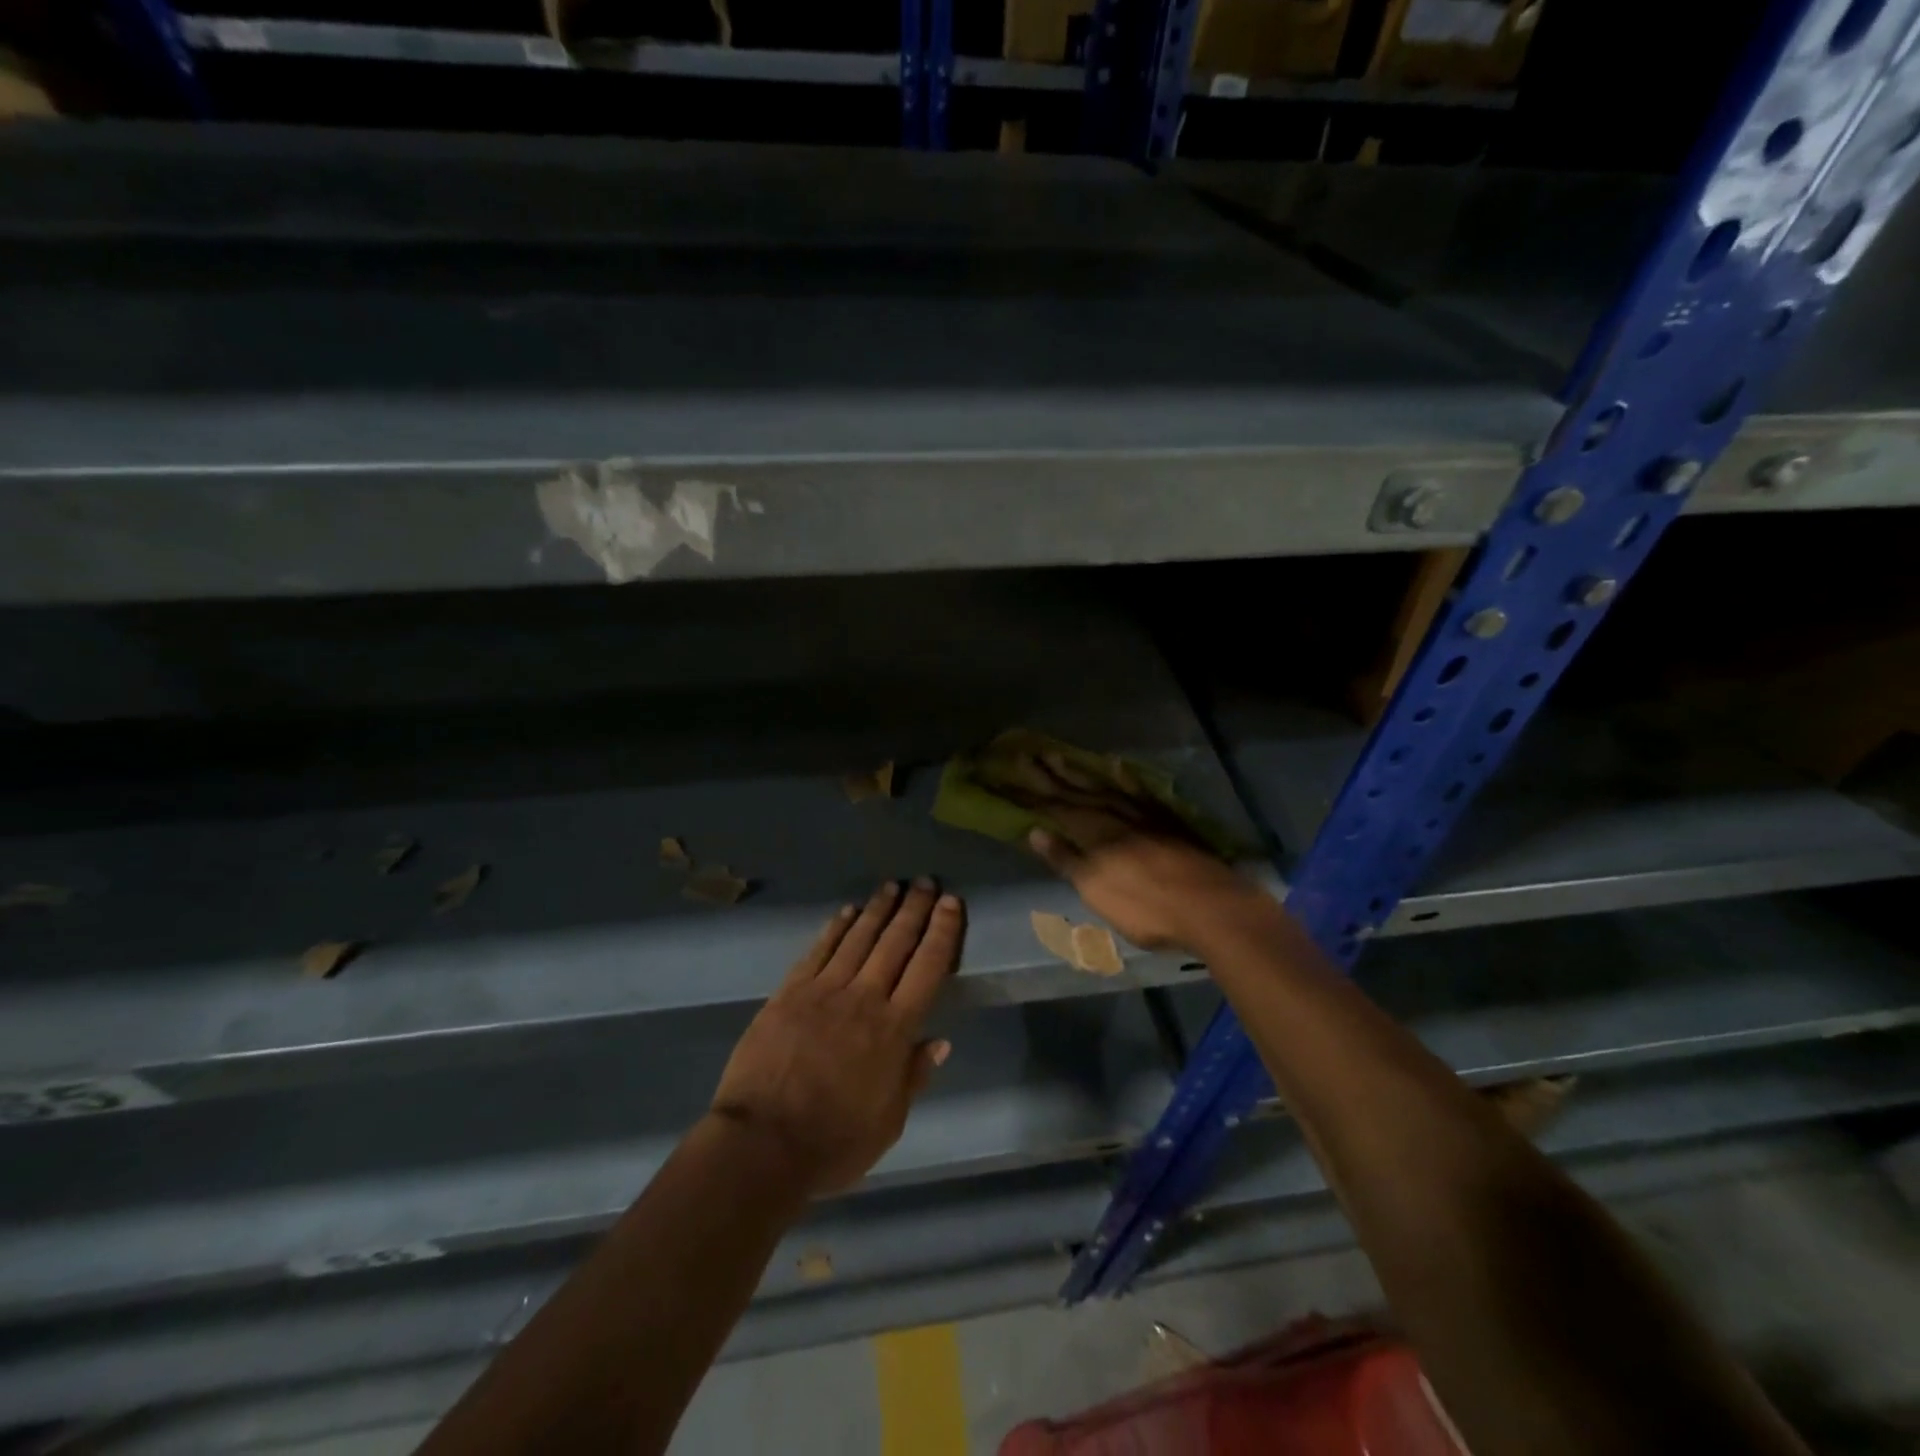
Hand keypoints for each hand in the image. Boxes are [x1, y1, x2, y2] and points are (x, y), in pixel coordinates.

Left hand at [709, 880, 963, 1196]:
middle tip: (926, 881)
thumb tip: (939, 1041)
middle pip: (895, 943)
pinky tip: (847, 911)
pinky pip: (819, 950)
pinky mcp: (790, 992)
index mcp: (894, 1029)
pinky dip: (836, 927)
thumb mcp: (888, 1123)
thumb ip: (913, 1076)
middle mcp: (864, 998)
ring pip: (858, 938)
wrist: (760, 1144)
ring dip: (878, 908)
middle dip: (914, 908)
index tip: (951, 904)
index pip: (927, 967)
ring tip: (893, 885)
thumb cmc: (833, 1142)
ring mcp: (824, 990)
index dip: (942, 932)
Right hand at [1003, 752, 1260, 951]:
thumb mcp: (1096, 890)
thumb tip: (1035, 831)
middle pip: (1076, 793)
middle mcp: (1115, 817)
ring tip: (1059, 756)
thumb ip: (1067, 859)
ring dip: (1080, 773)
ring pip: (1104, 788)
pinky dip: (1125, 779)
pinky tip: (1117, 767)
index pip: (1054, 808)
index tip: (1009, 773)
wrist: (1210, 907)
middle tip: (1028, 756)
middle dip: (1050, 776)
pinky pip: (1139, 792)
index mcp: (1094, 834)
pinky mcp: (1167, 821)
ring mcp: (1143, 816)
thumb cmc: (1146, 907)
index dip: (1031, 793)